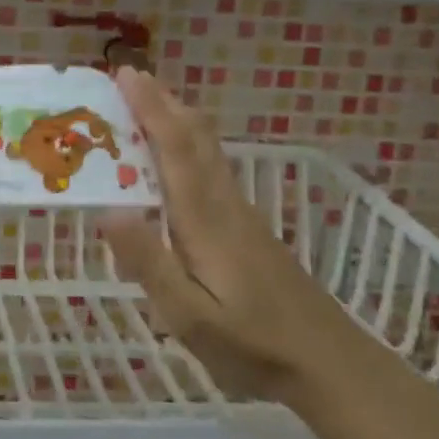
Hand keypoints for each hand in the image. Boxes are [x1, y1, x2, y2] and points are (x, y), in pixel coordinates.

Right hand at [100, 68, 357, 403]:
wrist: (329, 363)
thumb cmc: (254, 346)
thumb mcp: (191, 318)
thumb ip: (150, 263)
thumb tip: (109, 209)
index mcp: (204, 219)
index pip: (175, 148)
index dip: (150, 108)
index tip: (125, 74)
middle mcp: (224, 204)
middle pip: (196, 137)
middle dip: (163, 102)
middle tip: (128, 77)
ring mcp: (240, 214)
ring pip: (208, 150)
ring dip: (177, 119)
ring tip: (146, 104)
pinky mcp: (248, 228)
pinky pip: (213, 167)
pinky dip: (189, 145)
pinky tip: (178, 160)